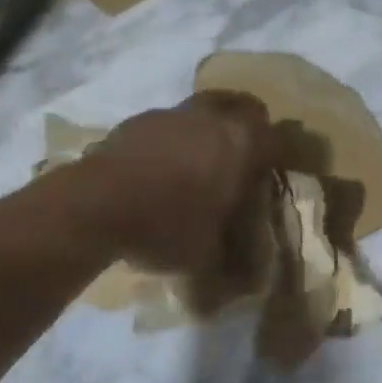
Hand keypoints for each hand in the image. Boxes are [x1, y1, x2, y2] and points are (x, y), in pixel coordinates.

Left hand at [86, 92, 279, 273]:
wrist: (96, 205)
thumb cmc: (165, 226)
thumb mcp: (205, 255)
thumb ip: (230, 256)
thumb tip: (245, 275)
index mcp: (240, 145)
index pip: (279, 138)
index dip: (285, 152)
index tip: (283, 167)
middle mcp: (212, 119)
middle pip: (243, 107)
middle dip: (249, 126)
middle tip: (244, 154)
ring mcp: (173, 114)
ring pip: (204, 110)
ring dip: (207, 130)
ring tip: (198, 161)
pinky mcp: (138, 120)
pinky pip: (168, 124)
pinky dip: (172, 140)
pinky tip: (160, 168)